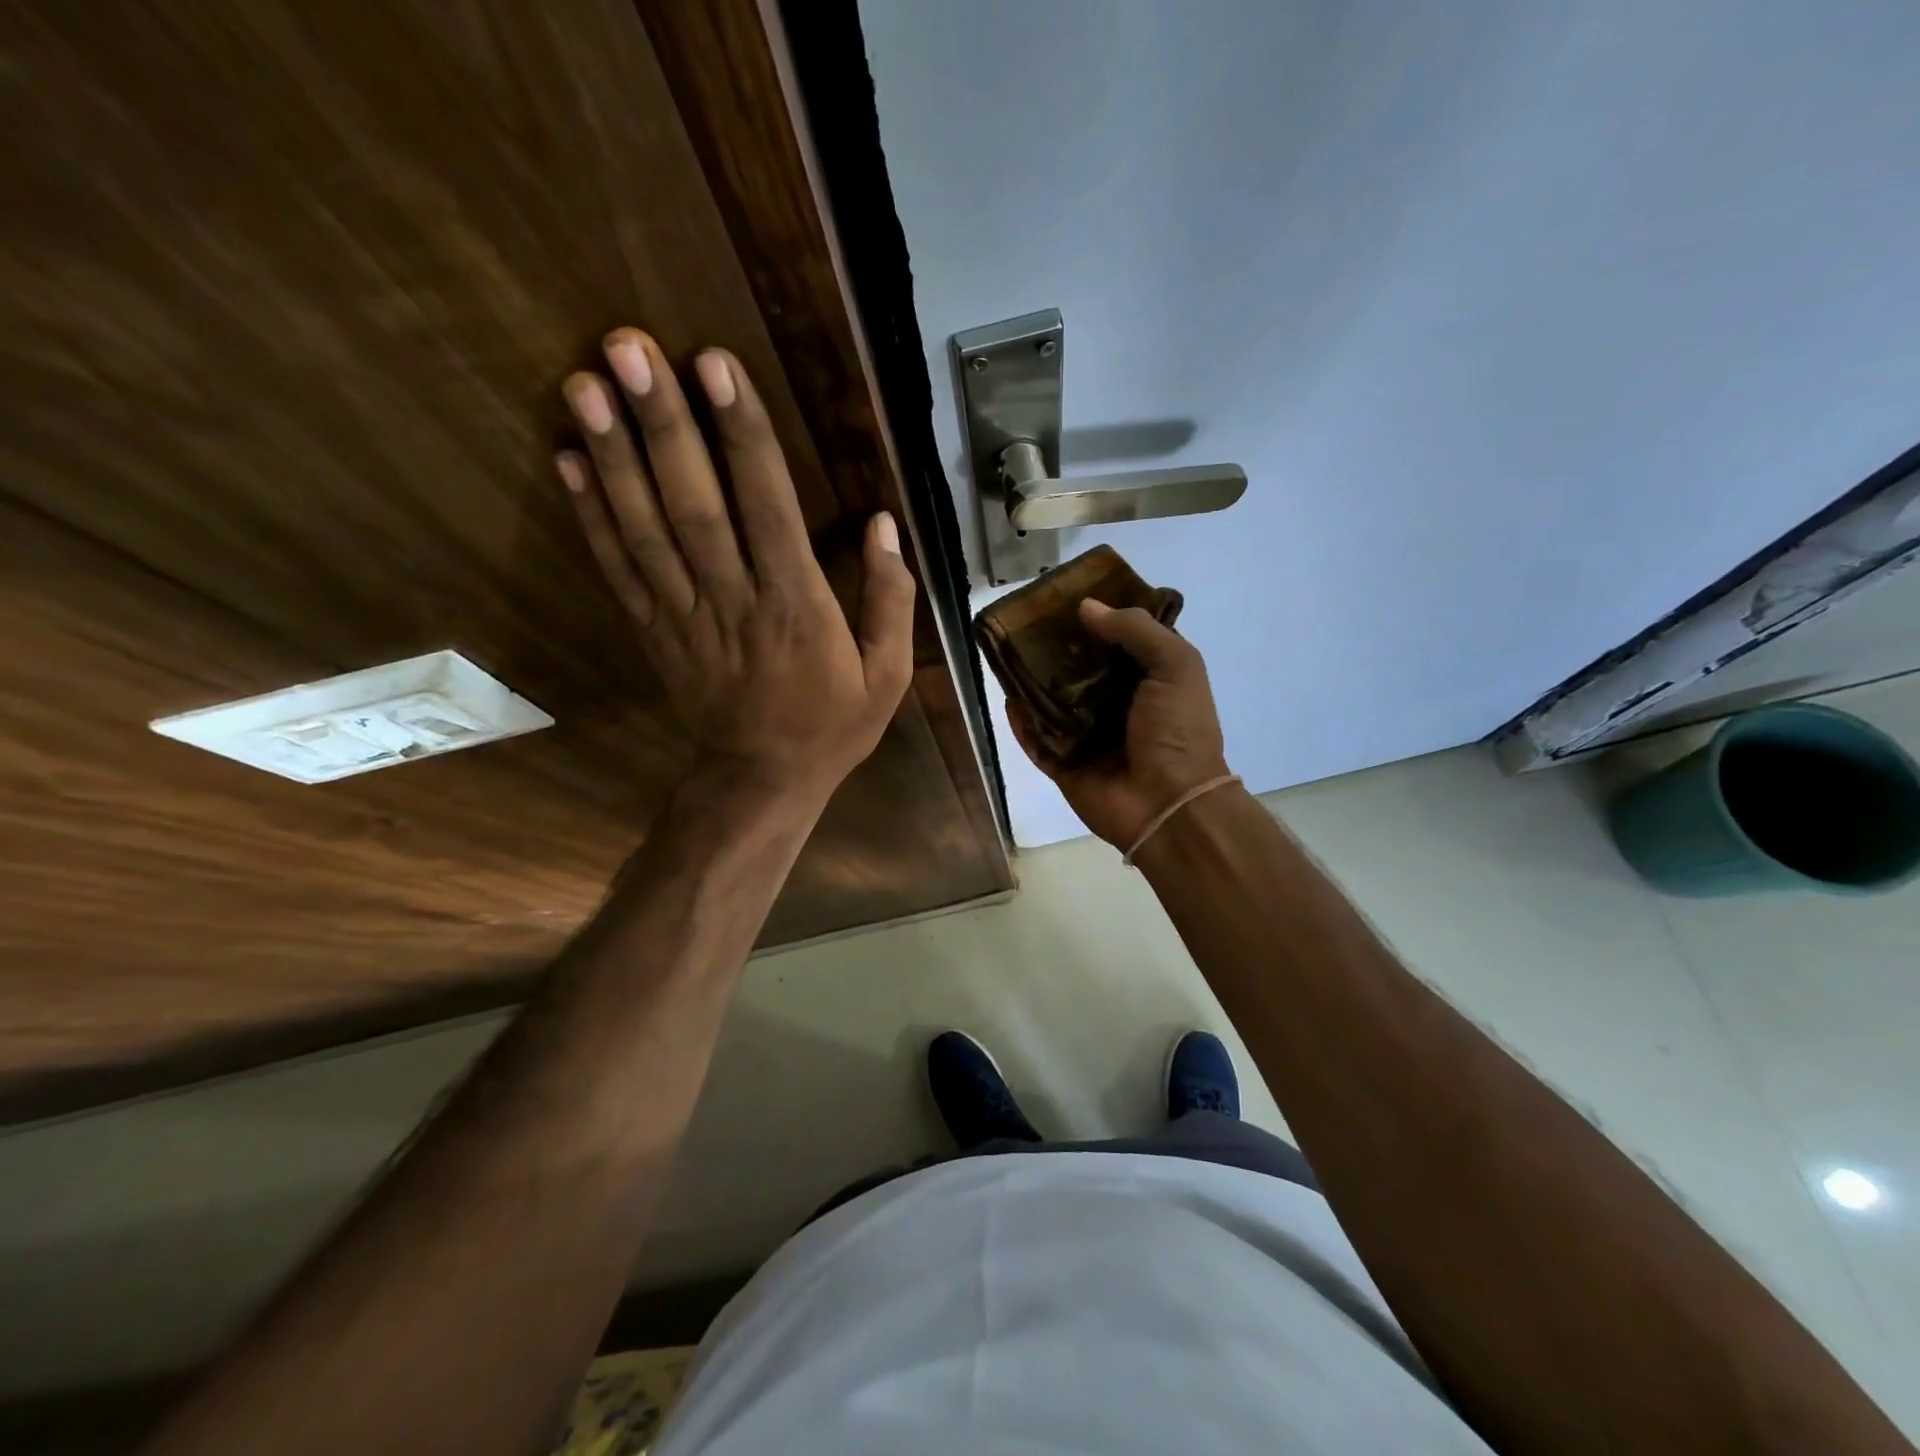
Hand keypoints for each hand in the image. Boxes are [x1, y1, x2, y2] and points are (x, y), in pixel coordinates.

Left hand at [558, 328, 915, 803]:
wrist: (762, 780)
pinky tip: (567, 460)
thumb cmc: (832, 725)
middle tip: (628, 347)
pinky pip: (619, 570)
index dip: (741, 435)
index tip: (715, 367)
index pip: (767, 508)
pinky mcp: (654, 630)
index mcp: (797, 607)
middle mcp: (734, 601)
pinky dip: (590, 515)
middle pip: (694, 505)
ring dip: (613, 456)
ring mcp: (684, 616)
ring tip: (584, 383)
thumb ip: (889, 599)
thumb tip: (883, 524)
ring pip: (646, 529)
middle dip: (661, 424)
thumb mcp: (887, 675)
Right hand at [1006, 599, 1230, 848]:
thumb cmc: (1179, 731)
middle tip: (1027, 621)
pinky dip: (1022, 722)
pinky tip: (1007, 697)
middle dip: (1055, 647)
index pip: (1117, 641)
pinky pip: (1036, 740)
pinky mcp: (1064, 765)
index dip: (1096, 618)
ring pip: (1052, 701)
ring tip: (1008, 650)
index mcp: (1147, 680)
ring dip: (1032, 680)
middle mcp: (1115, 704)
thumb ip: (1136, 630)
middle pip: (1078, 669)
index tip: (1066, 596)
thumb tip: (1086, 607)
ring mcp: (1087, 737)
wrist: (1170, 805)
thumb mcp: (1175, 666)